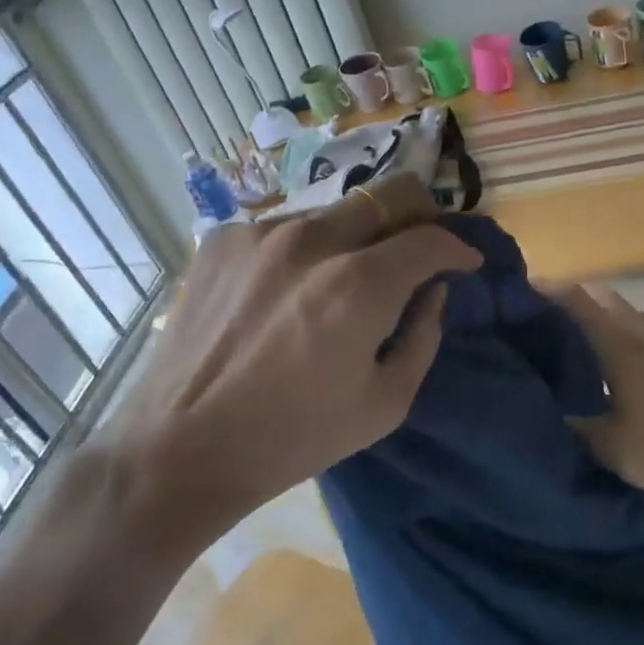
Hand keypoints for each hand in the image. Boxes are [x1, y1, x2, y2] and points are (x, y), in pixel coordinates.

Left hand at [101, 174, 480, 537]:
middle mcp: (311, 240)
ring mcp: (260, 234)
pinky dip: (306, 249)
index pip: (429, 238)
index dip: (457, 247)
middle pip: (388, 195)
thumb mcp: (384, 403)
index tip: (464, 262)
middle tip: (420, 247)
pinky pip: (285, 227)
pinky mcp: (222, 239)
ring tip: (347, 275)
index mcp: (358, 284)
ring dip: (358, 235)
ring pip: (335, 211)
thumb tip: (432, 292)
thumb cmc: (293, 437)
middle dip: (418, 216)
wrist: (179, 449)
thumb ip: (424, 336)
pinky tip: (290, 287)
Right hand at [554, 284, 643, 504]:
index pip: (579, 304)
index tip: (522, 288)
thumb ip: (572, 426)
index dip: (550, 291)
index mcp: (621, 348)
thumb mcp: (609, 448)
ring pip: (625, 310)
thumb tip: (540, 408)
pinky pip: (641, 325)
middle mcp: (642, 335)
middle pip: (603, 297)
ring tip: (572, 326)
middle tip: (542, 309)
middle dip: (572, 294)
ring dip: (598, 307)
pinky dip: (619, 323)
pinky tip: (613, 349)